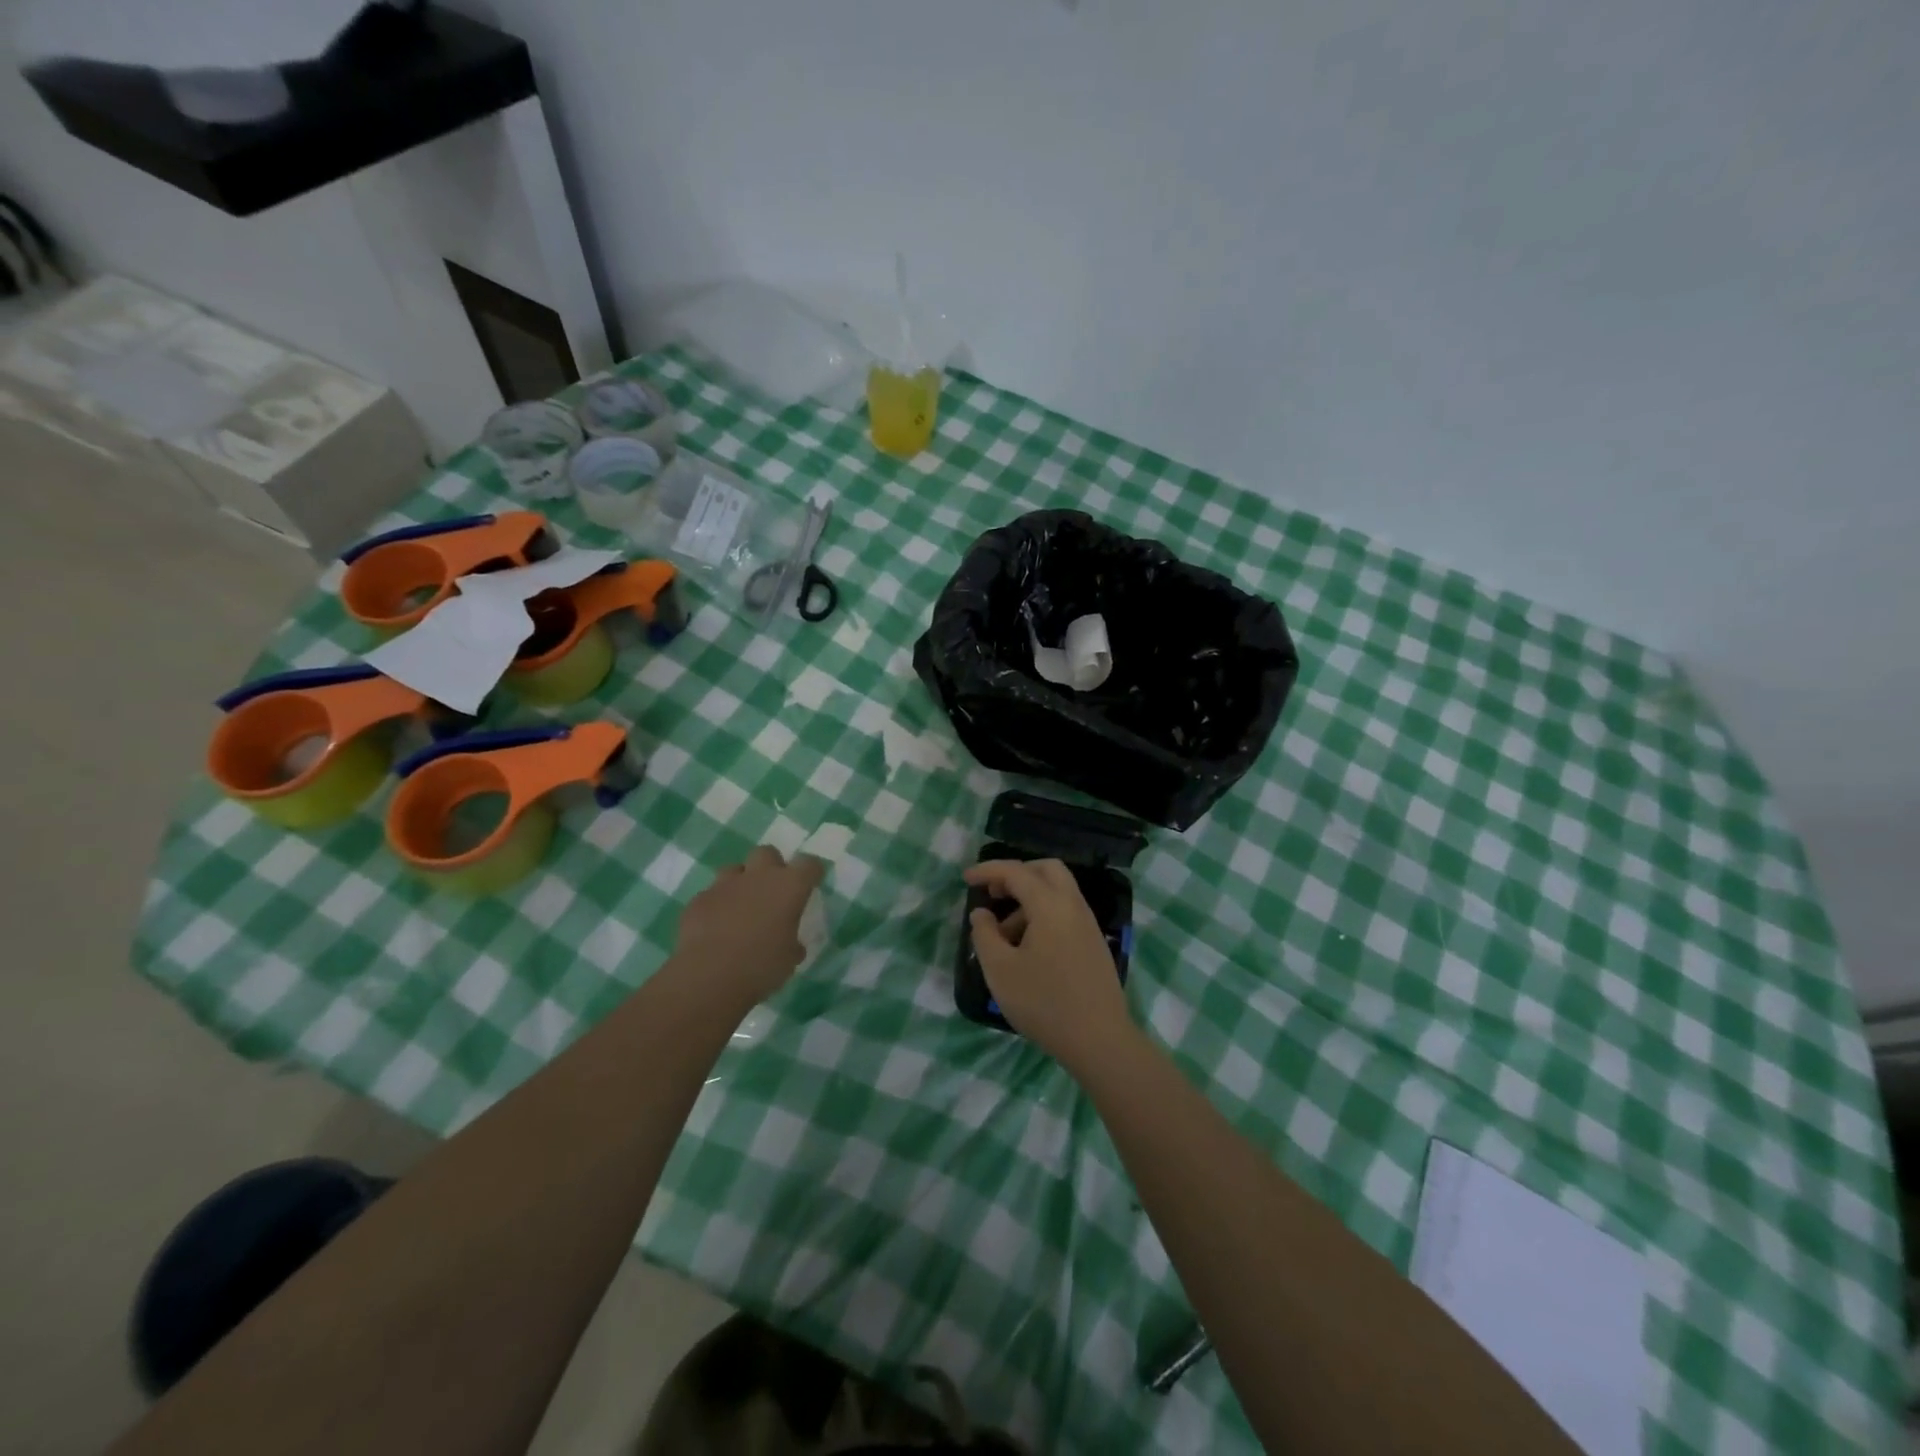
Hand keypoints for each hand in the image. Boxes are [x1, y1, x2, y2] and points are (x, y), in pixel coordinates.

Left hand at [673, 846, 825, 1008]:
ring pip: (735, 869)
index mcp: (789, 887)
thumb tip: (792, 945)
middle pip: (767, 853)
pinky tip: (715, 927)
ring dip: (741, 883)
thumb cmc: (760, 967)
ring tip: (741, 908)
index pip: (809, 864)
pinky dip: (717, 906)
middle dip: (771, 867)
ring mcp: (725, 885)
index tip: (811, 883)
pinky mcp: (699, 900)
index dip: (811, 872)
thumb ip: (793, 945)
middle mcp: (758, 877)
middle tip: (772, 892)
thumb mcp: (788, 960)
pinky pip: (711, 895)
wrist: (707, 977)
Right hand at [965, 859, 1135, 1072]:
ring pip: (1058, 892)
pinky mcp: (1094, 943)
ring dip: (1029, 899)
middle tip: (994, 894)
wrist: (1099, 1040)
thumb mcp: (1000, 970)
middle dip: (1017, 874)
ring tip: (1005, 936)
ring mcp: (1088, 924)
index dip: (988, 870)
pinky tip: (1028, 948)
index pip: (1016, 872)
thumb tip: (982, 913)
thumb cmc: (1044, 1003)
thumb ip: (985, 935)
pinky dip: (1044, 915)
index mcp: (1050, 905)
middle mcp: (1073, 906)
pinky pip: (1066, 912)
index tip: (966, 879)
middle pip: (1046, 869)